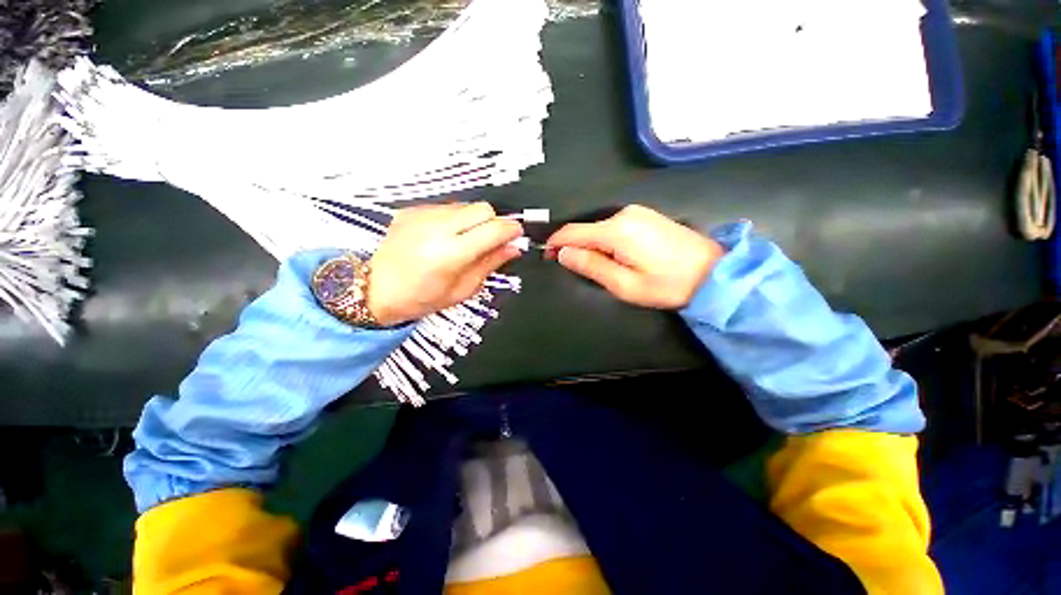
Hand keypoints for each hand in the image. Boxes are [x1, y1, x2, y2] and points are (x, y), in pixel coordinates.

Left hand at [368, 203, 523, 325]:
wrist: (376, 289)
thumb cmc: (422, 298)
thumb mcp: (463, 289)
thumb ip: (490, 264)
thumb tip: (513, 248)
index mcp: (450, 254)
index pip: (493, 230)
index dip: (511, 230)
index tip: (517, 235)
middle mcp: (436, 228)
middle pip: (482, 208)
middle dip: (494, 222)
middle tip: (491, 240)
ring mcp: (421, 216)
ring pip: (466, 205)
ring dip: (475, 221)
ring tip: (465, 241)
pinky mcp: (412, 210)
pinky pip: (447, 207)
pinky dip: (455, 219)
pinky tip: (445, 236)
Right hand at [546, 205, 723, 308]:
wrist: (714, 273)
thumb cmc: (667, 285)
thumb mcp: (624, 284)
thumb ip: (590, 266)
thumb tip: (563, 253)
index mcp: (616, 230)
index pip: (572, 232)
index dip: (556, 244)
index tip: (547, 257)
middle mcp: (624, 214)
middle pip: (586, 229)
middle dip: (575, 247)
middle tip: (574, 269)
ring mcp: (637, 212)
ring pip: (599, 228)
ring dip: (591, 245)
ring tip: (596, 267)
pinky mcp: (646, 216)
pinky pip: (614, 227)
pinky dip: (605, 241)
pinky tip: (614, 256)